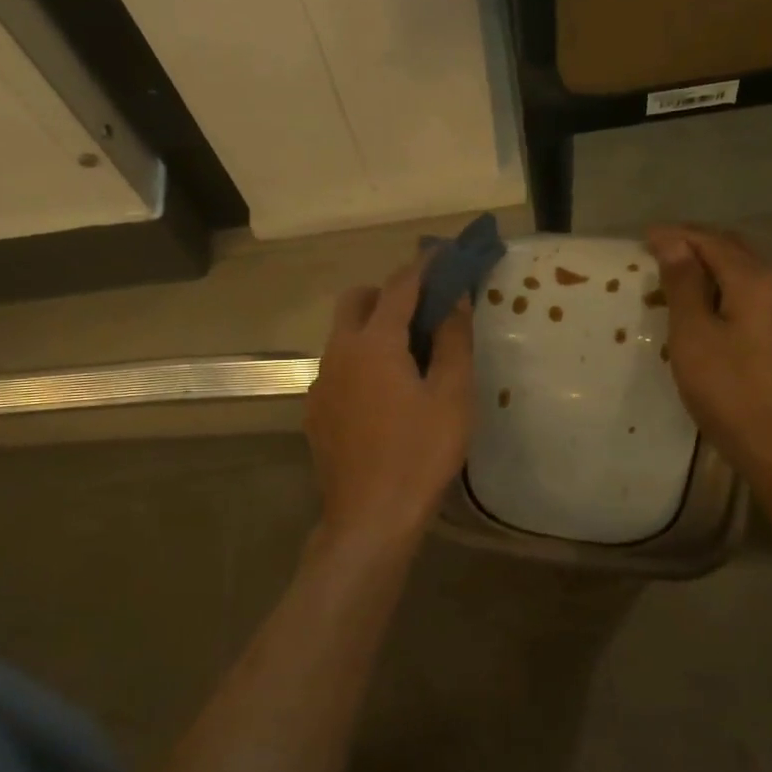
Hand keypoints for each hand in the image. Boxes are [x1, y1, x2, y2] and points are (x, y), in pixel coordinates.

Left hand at [305, 253, 474, 554]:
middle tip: (423, 312)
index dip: (424, 266)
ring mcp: (320, 383)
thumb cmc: (420, 454)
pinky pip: (337, 369)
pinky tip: (383, 397)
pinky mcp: (314, 412)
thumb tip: (457, 299)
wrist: (370, 518)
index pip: (400, 286)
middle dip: (387, 293)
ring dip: (372, 329)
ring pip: (342, 335)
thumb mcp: (453, 396)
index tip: (444, 253)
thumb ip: (455, 340)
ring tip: (408, 358)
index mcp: (374, 342)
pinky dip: (360, 362)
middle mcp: (338, 352)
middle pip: (356, 301)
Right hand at [647, 225, 771, 483]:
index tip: (642, 238)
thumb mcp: (693, 335)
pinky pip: (752, 292)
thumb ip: (683, 284)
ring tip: (676, 275)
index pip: (710, 241)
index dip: (676, 235)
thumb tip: (672, 240)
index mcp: (753, 280)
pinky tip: (707, 305)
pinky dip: (724, 286)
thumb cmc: (728, 390)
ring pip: (744, 270)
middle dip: (695, 244)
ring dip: (710, 265)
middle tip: (657, 251)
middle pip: (732, 249)